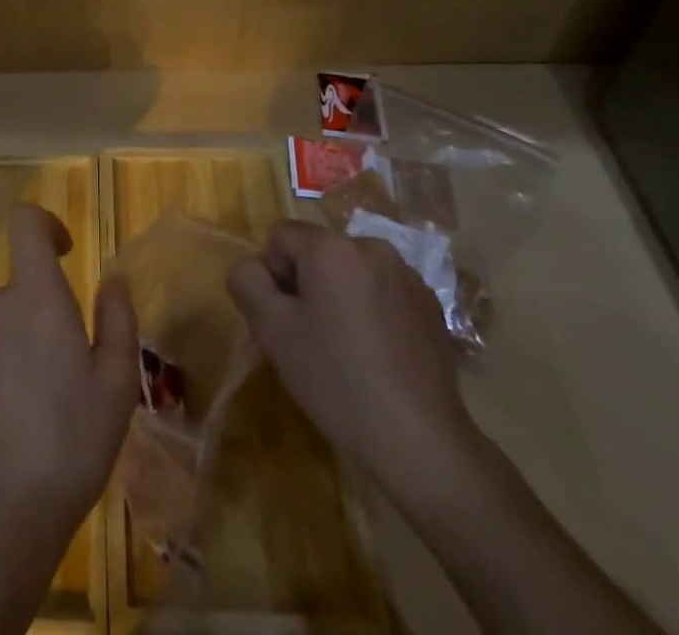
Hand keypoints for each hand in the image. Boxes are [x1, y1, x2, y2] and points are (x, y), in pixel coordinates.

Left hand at [0, 204, 139, 542]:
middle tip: (58, 374)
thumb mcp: (117, 386)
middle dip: (37, 316)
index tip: (62, 253)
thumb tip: (111, 281)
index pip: (26, 222)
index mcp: (37, 296)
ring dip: (8, 346)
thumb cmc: (70, 445)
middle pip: (17, 290)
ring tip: (24, 407)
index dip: (44, 226)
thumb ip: (118, 320)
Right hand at [227, 219, 483, 513]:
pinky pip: (382, 292)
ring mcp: (408, 276)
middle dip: (307, 285)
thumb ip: (247, 282)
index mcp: (332, 247)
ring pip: (351, 272)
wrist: (421, 441)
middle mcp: (372, 247)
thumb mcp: (271, 331)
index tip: (285, 319)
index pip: (281, 237)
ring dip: (339, 296)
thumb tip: (254, 268)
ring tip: (347, 349)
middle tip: (311, 337)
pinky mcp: (431, 305)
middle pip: (318, 252)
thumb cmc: (337, 380)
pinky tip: (378, 356)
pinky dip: (371, 311)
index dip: (273, 275)